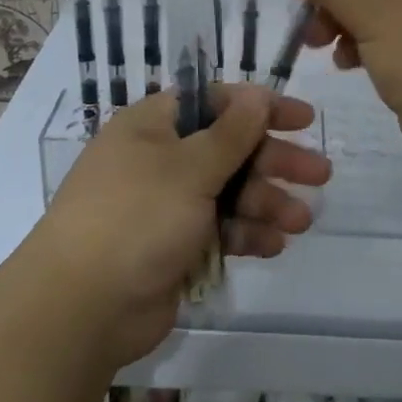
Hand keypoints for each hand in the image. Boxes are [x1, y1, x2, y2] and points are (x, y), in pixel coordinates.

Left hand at [24, 85, 328, 368]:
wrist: (82, 307)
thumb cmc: (136, 217)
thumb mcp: (189, 167)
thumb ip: (231, 133)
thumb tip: (257, 94)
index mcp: (153, 126)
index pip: (214, 102)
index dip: (259, 107)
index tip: (302, 119)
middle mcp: (160, 159)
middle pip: (228, 149)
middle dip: (274, 161)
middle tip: (320, 174)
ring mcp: (166, 205)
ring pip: (228, 193)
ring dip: (266, 202)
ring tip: (301, 220)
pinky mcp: (173, 247)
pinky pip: (219, 230)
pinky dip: (245, 235)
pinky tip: (274, 245)